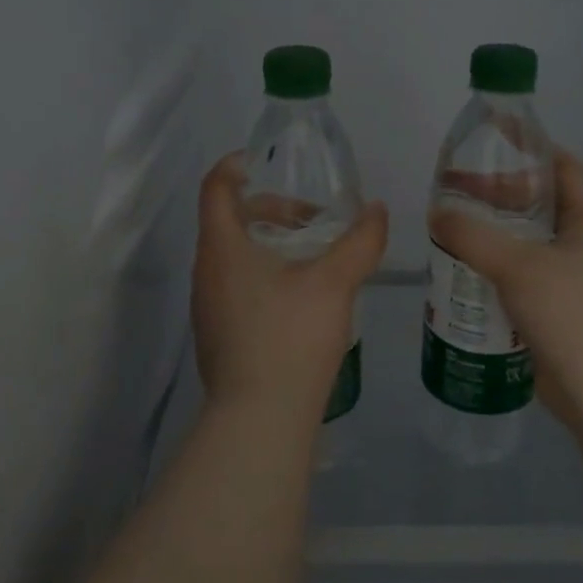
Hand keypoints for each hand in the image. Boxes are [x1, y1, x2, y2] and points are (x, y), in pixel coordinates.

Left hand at [192, 154, 388, 424]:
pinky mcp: (217, 333)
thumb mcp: (335, 283)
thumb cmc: (290, 338)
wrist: (259, 420)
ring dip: (269, 243)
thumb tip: (376, 210)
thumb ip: (360, 241)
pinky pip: (235, 285)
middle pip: (228, 220)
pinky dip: (263, 273)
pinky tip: (300, 297)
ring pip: (233, 255)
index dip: (237, 165)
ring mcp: (206, 306)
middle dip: (269, 208)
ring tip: (313, 256)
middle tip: (312, 217)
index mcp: (222, 247)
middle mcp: (206, 271)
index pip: (216, 187)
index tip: (268, 163)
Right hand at [429, 151, 582, 435]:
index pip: (564, 170)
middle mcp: (581, 249)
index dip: (533, 150)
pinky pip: (518, 286)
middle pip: (538, 210)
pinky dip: (492, 278)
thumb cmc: (574, 315)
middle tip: (454, 193)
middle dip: (498, 198)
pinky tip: (460, 280)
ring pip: (524, 250)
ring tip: (448, 233)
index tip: (493, 143)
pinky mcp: (555, 318)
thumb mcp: (519, 265)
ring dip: (491, 241)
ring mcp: (570, 286)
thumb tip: (436, 213)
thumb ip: (473, 236)